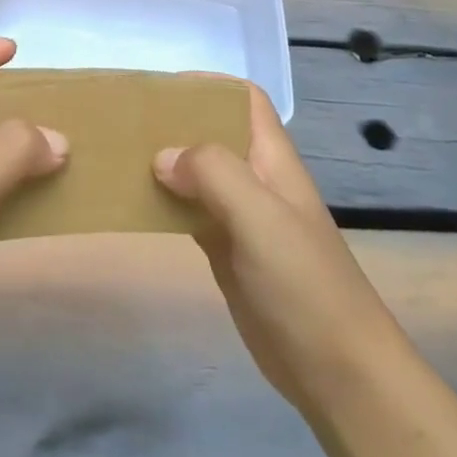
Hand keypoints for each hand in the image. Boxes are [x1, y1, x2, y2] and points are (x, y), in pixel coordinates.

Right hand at [154, 84, 401, 417]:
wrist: (337, 371)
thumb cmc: (303, 283)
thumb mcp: (260, 216)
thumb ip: (213, 173)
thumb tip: (162, 156)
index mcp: (272, 159)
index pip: (244, 99)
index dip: (208, 85)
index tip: (160, 90)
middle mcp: (256, 179)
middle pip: (214, 132)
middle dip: (175, 122)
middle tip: (126, 123)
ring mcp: (241, 217)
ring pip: (197, 173)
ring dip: (164, 162)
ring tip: (118, 157)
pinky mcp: (226, 251)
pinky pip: (189, 212)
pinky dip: (164, 202)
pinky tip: (134, 203)